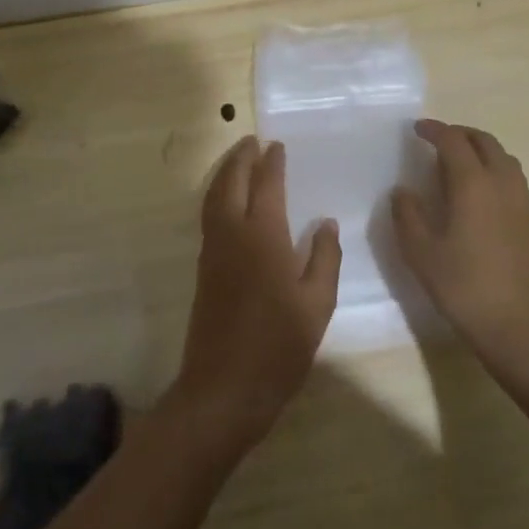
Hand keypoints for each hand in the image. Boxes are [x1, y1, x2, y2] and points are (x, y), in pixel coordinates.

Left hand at [171, 137, 341, 452]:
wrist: (224, 387)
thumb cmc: (279, 345)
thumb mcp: (317, 304)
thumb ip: (324, 258)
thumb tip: (324, 222)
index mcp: (263, 235)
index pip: (266, 185)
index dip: (272, 163)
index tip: (277, 145)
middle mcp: (233, 233)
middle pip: (231, 182)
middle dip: (241, 157)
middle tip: (253, 140)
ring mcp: (213, 250)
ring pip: (214, 196)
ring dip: (225, 172)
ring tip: (238, 159)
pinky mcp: (204, 268)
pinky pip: (209, 215)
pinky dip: (217, 194)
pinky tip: (228, 201)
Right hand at [392, 120, 528, 366]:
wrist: (523, 327)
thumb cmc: (466, 287)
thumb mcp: (422, 253)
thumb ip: (408, 216)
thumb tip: (403, 191)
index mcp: (472, 183)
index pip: (453, 141)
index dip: (434, 130)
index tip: (416, 129)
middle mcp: (500, 183)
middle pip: (484, 141)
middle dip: (459, 134)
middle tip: (436, 140)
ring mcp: (520, 202)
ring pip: (502, 157)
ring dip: (479, 149)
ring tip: (457, 161)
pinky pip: (510, 177)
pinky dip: (492, 168)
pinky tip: (475, 192)